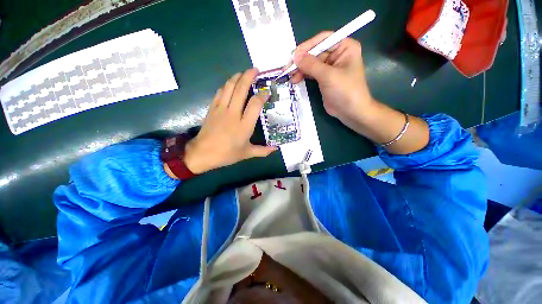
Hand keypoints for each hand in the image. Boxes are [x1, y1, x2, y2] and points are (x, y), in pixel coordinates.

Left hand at [183, 69, 276, 174]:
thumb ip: (263, 151)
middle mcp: (233, 113)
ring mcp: (221, 109)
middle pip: (241, 89)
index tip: (267, 91)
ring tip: (243, 72)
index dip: (262, 95)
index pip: (255, 104)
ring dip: (237, 77)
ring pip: (229, 87)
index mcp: (244, 125)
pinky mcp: (212, 108)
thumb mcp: (247, 154)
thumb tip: (276, 149)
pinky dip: (226, 85)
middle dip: (249, 76)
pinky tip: (230, 84)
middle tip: (255, 69)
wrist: (203, 153)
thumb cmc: (227, 154)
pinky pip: (219, 92)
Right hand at [290, 31, 376, 123]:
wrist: (350, 111)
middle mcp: (337, 54)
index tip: (294, 55)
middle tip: (287, 67)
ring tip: (289, 76)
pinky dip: (303, 75)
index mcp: (345, 47)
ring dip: (300, 69)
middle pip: (315, 52)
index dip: (308, 46)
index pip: (324, 39)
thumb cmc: (345, 90)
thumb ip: (311, 65)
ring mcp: (330, 67)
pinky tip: (295, 79)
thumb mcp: (328, 76)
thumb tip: (295, 56)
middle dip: (302, 60)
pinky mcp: (324, 79)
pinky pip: (311, 73)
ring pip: (311, 63)